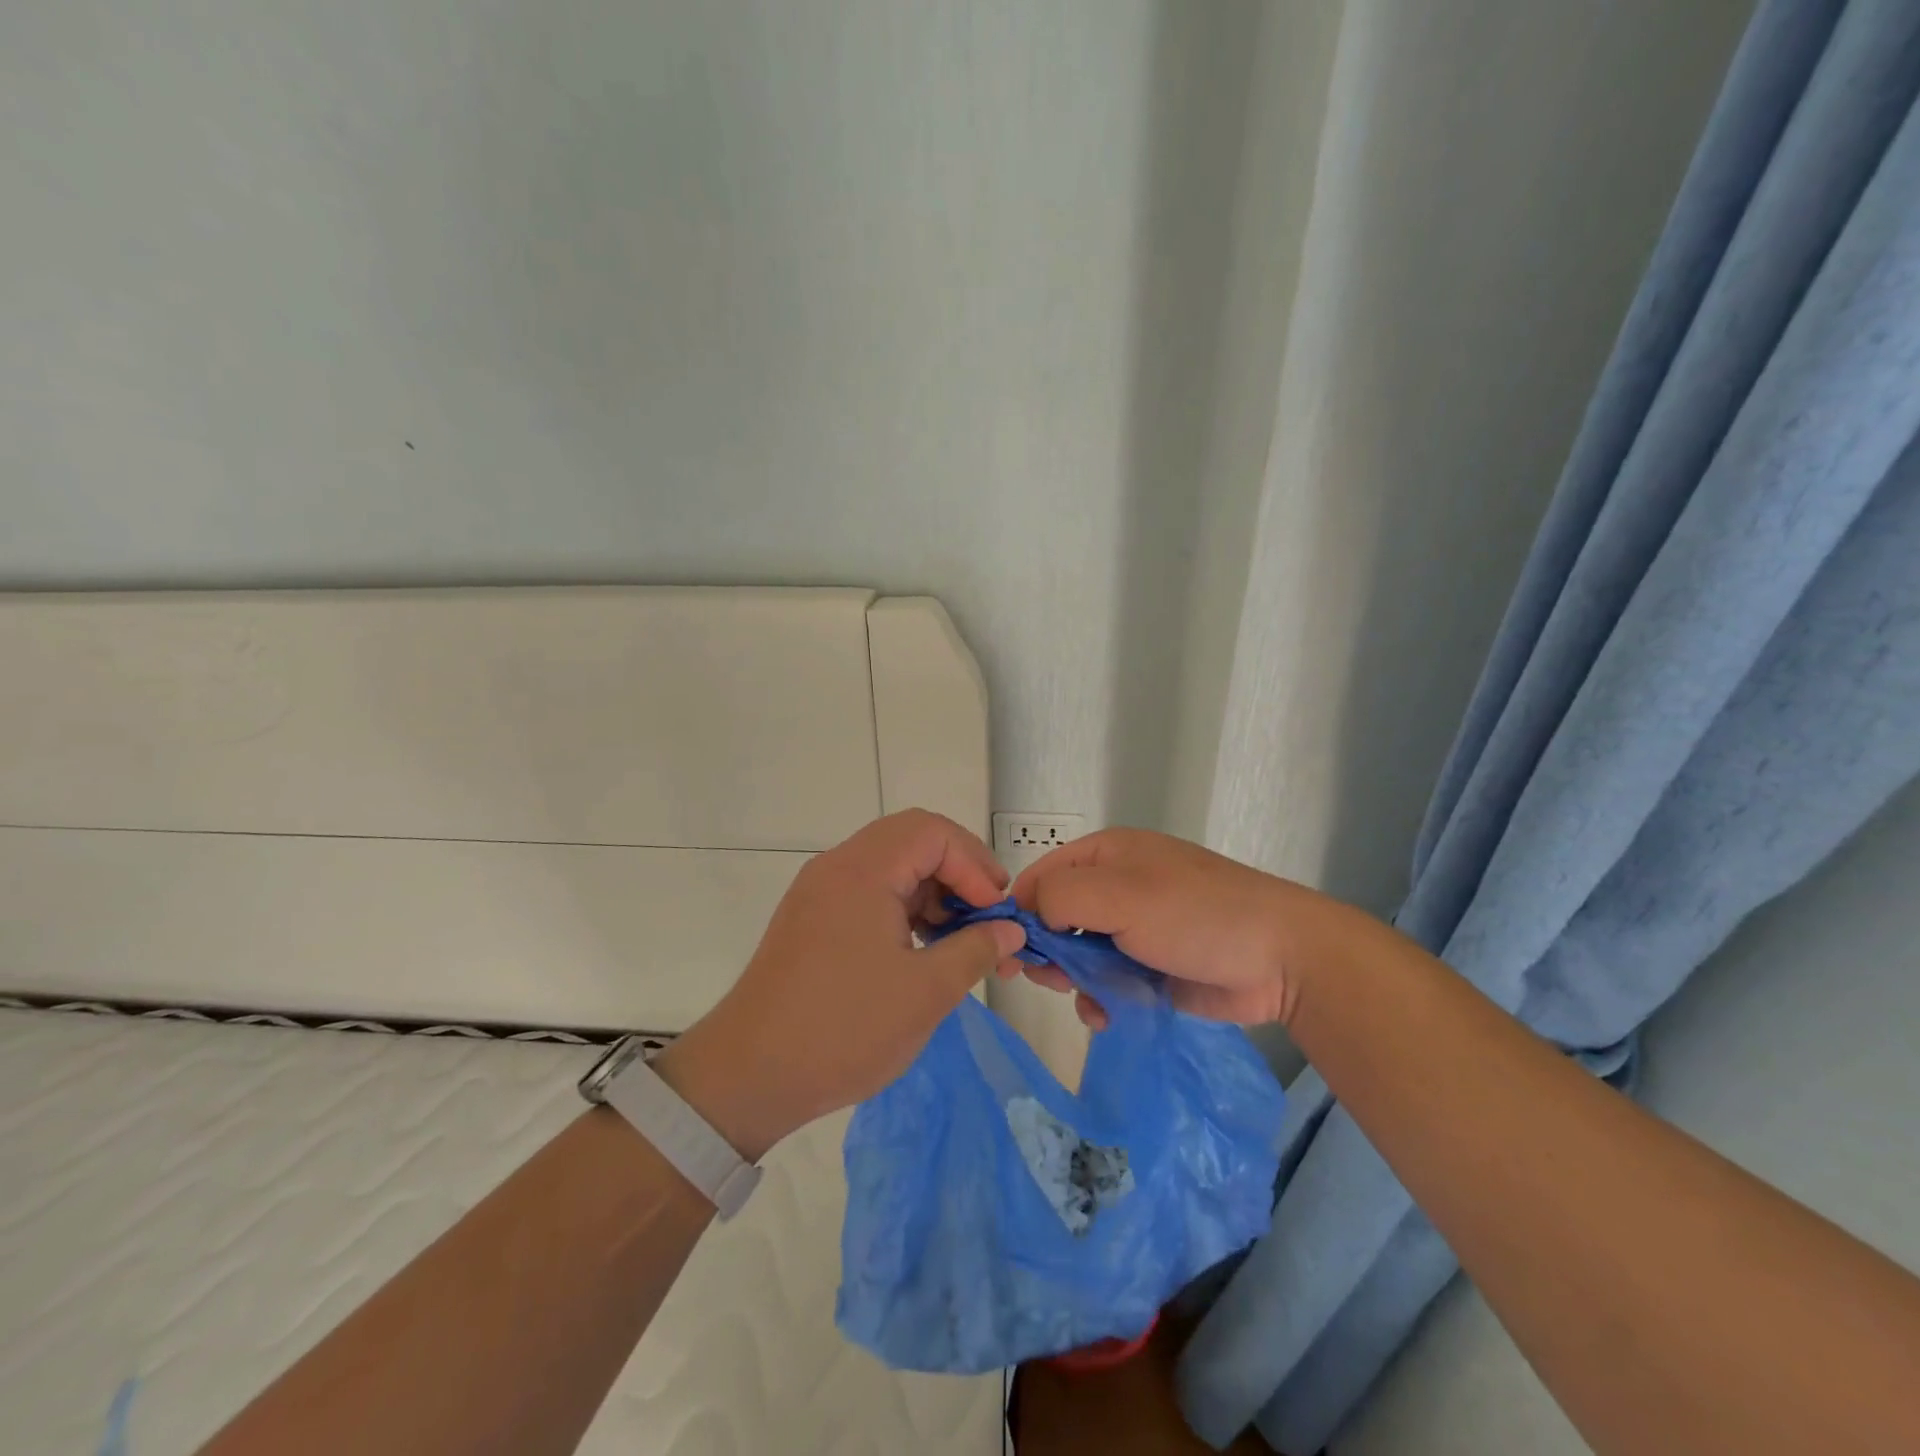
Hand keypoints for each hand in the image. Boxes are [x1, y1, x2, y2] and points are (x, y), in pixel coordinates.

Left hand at [654, 810, 1026, 1159]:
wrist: (748, 1076)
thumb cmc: (844, 1029)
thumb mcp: (925, 992)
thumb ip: (976, 950)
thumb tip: (1009, 931)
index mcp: (863, 871)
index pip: (933, 832)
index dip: (974, 864)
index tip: (996, 913)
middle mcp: (838, 867)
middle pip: (912, 840)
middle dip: (959, 871)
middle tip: (987, 914)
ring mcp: (820, 892)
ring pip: (891, 866)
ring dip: (933, 892)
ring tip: (963, 939)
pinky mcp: (812, 919)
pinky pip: (870, 892)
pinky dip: (904, 908)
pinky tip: (925, 948)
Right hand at [1010, 828, 1328, 1030]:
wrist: (1281, 958)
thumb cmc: (1195, 914)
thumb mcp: (1120, 894)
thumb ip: (1061, 897)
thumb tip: (1030, 914)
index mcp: (1106, 855)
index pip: (1041, 876)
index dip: (1019, 911)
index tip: (1006, 950)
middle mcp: (1115, 887)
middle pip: (1056, 918)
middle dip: (1046, 950)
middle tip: (1047, 979)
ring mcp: (1134, 928)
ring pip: (1078, 955)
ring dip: (1073, 979)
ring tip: (1084, 999)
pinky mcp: (1150, 967)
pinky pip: (1106, 981)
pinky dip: (1100, 999)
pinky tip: (1106, 1015)